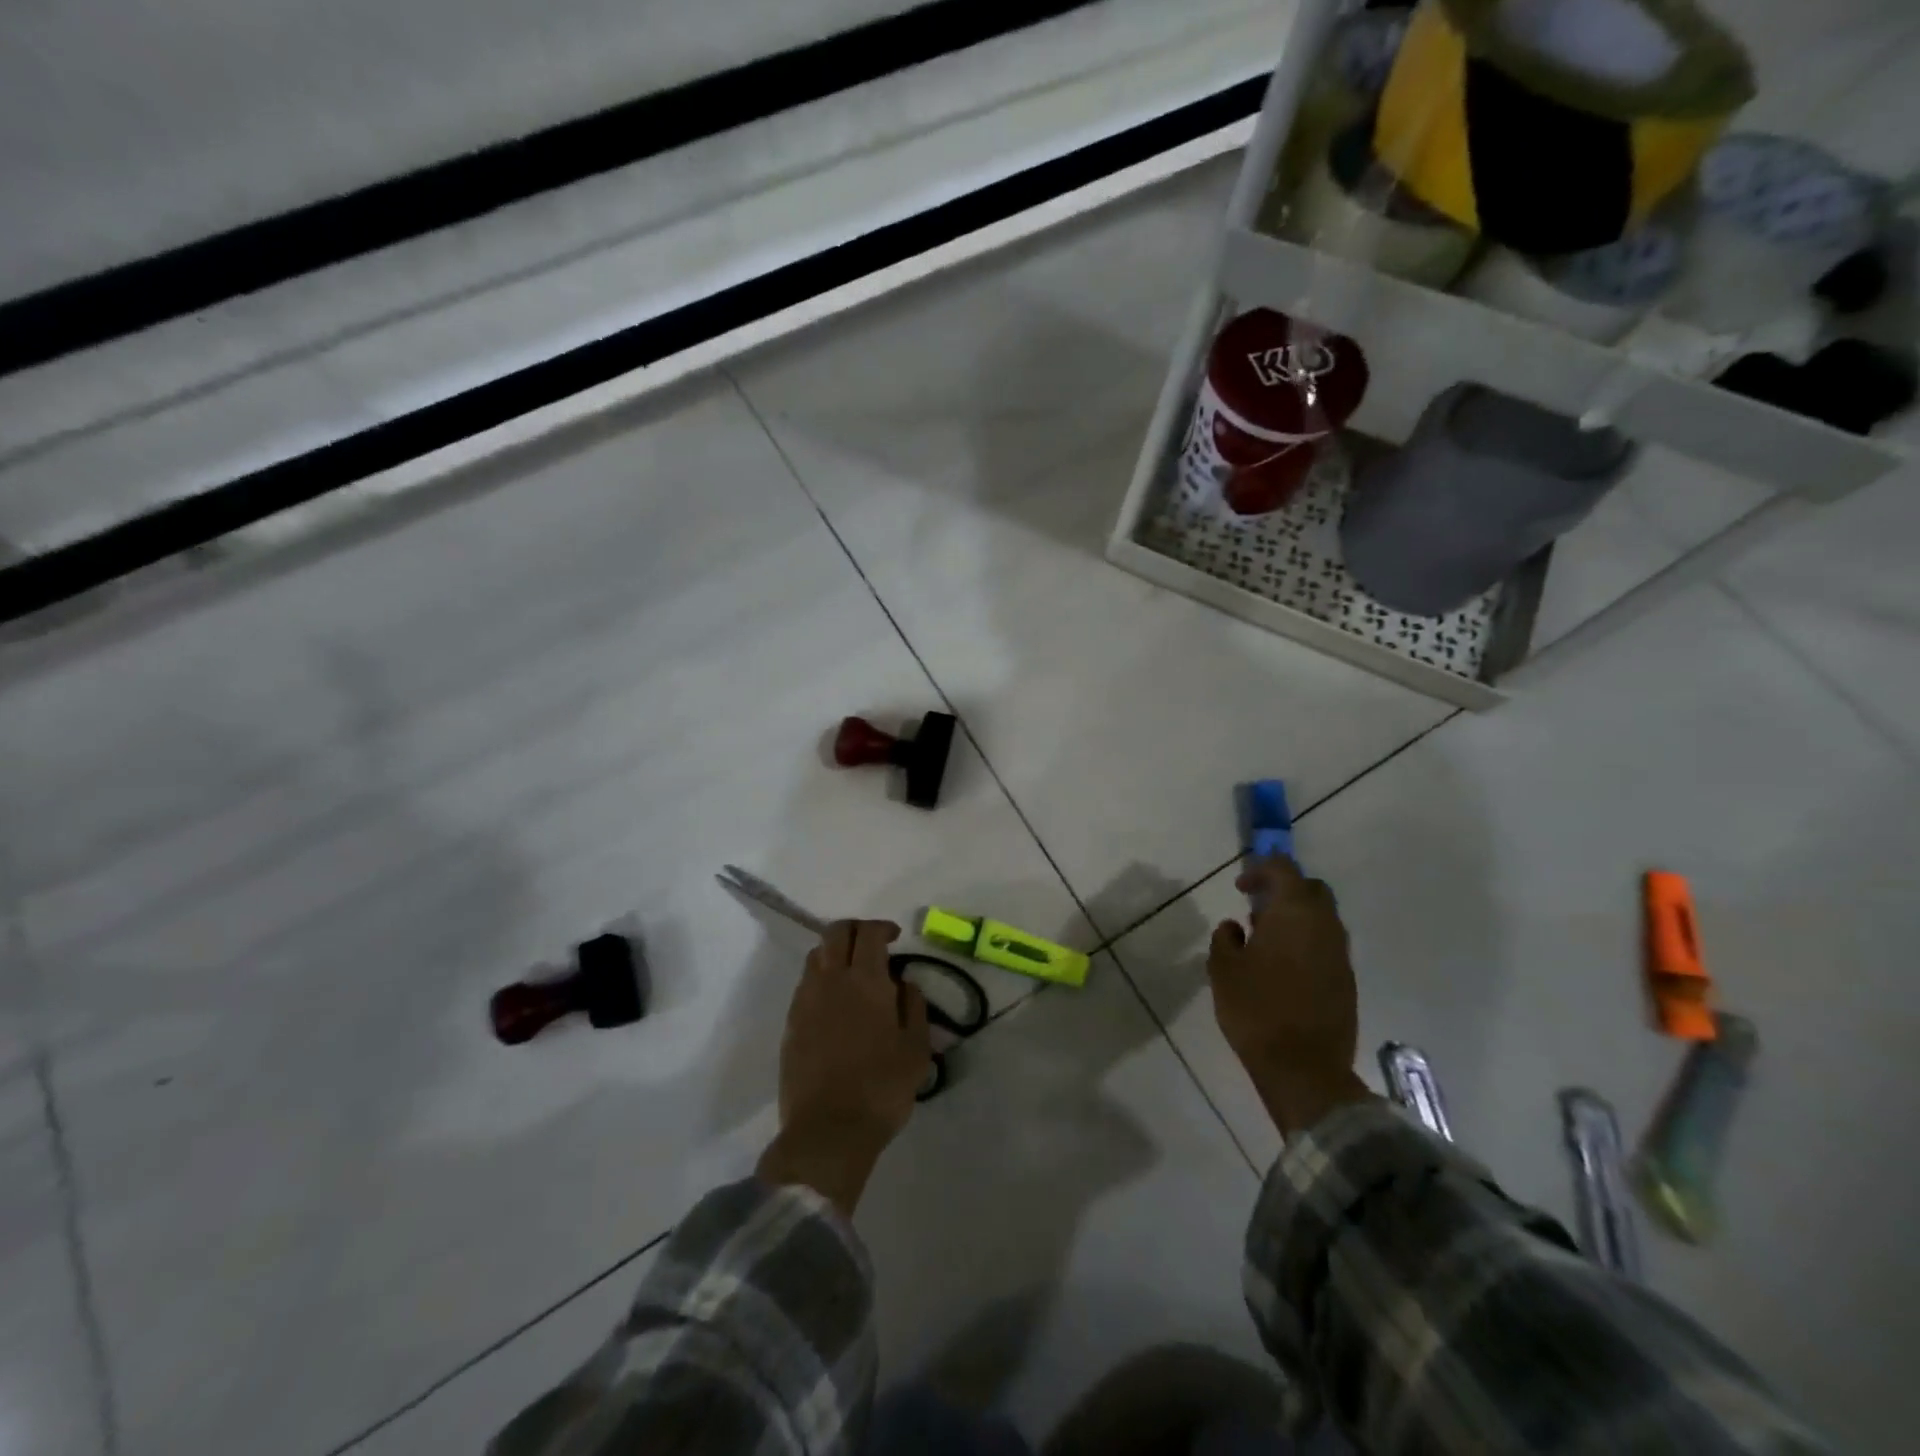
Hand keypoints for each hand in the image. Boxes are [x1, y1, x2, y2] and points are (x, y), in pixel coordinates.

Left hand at [756, 919, 930, 1215]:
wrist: (827, 1132)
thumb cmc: (881, 1089)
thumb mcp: (916, 1049)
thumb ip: (913, 1006)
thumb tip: (903, 982)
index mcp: (865, 981)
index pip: (868, 933)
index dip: (882, 927)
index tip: (894, 937)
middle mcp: (831, 980)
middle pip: (836, 933)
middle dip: (855, 930)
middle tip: (872, 945)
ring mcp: (805, 1001)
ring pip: (816, 956)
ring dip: (835, 952)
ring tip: (852, 972)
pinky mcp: (790, 1024)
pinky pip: (805, 984)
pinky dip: (821, 978)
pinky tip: (834, 1001)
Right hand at [1208, 857, 1373, 1137]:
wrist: (1303, 1068)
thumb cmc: (1256, 1009)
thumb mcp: (1223, 969)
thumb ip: (1225, 939)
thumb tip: (1235, 927)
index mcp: (1294, 914)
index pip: (1284, 870)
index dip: (1260, 870)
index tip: (1240, 889)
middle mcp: (1324, 926)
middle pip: (1312, 890)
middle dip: (1286, 890)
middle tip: (1257, 908)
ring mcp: (1340, 955)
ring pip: (1323, 919)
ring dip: (1297, 919)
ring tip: (1265, 940)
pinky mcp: (1347, 981)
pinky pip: (1327, 946)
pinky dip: (1307, 944)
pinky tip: (1283, 967)